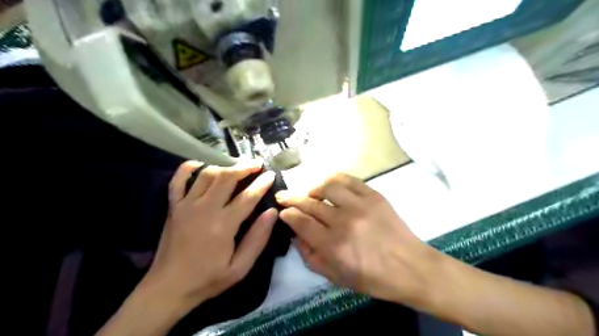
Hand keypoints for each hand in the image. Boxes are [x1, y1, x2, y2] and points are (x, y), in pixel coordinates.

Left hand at [141, 160, 277, 309]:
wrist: (168, 287)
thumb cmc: (208, 279)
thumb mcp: (240, 267)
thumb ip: (257, 239)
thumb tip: (271, 213)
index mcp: (223, 225)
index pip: (247, 197)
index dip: (261, 184)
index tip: (271, 174)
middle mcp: (204, 209)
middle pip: (226, 178)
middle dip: (244, 167)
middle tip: (257, 164)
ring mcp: (186, 205)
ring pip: (207, 175)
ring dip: (224, 167)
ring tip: (236, 167)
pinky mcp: (173, 206)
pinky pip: (178, 180)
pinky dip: (189, 168)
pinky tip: (200, 164)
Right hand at [277, 173, 438, 303]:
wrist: (410, 267)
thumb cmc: (372, 278)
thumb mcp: (336, 277)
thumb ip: (311, 257)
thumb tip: (295, 236)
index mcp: (332, 245)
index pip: (301, 222)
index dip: (287, 214)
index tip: (282, 211)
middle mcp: (343, 221)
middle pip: (309, 202)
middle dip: (291, 198)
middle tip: (283, 195)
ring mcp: (360, 205)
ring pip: (327, 185)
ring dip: (313, 186)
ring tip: (309, 191)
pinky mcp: (374, 196)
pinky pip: (349, 180)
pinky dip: (334, 178)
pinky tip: (328, 182)